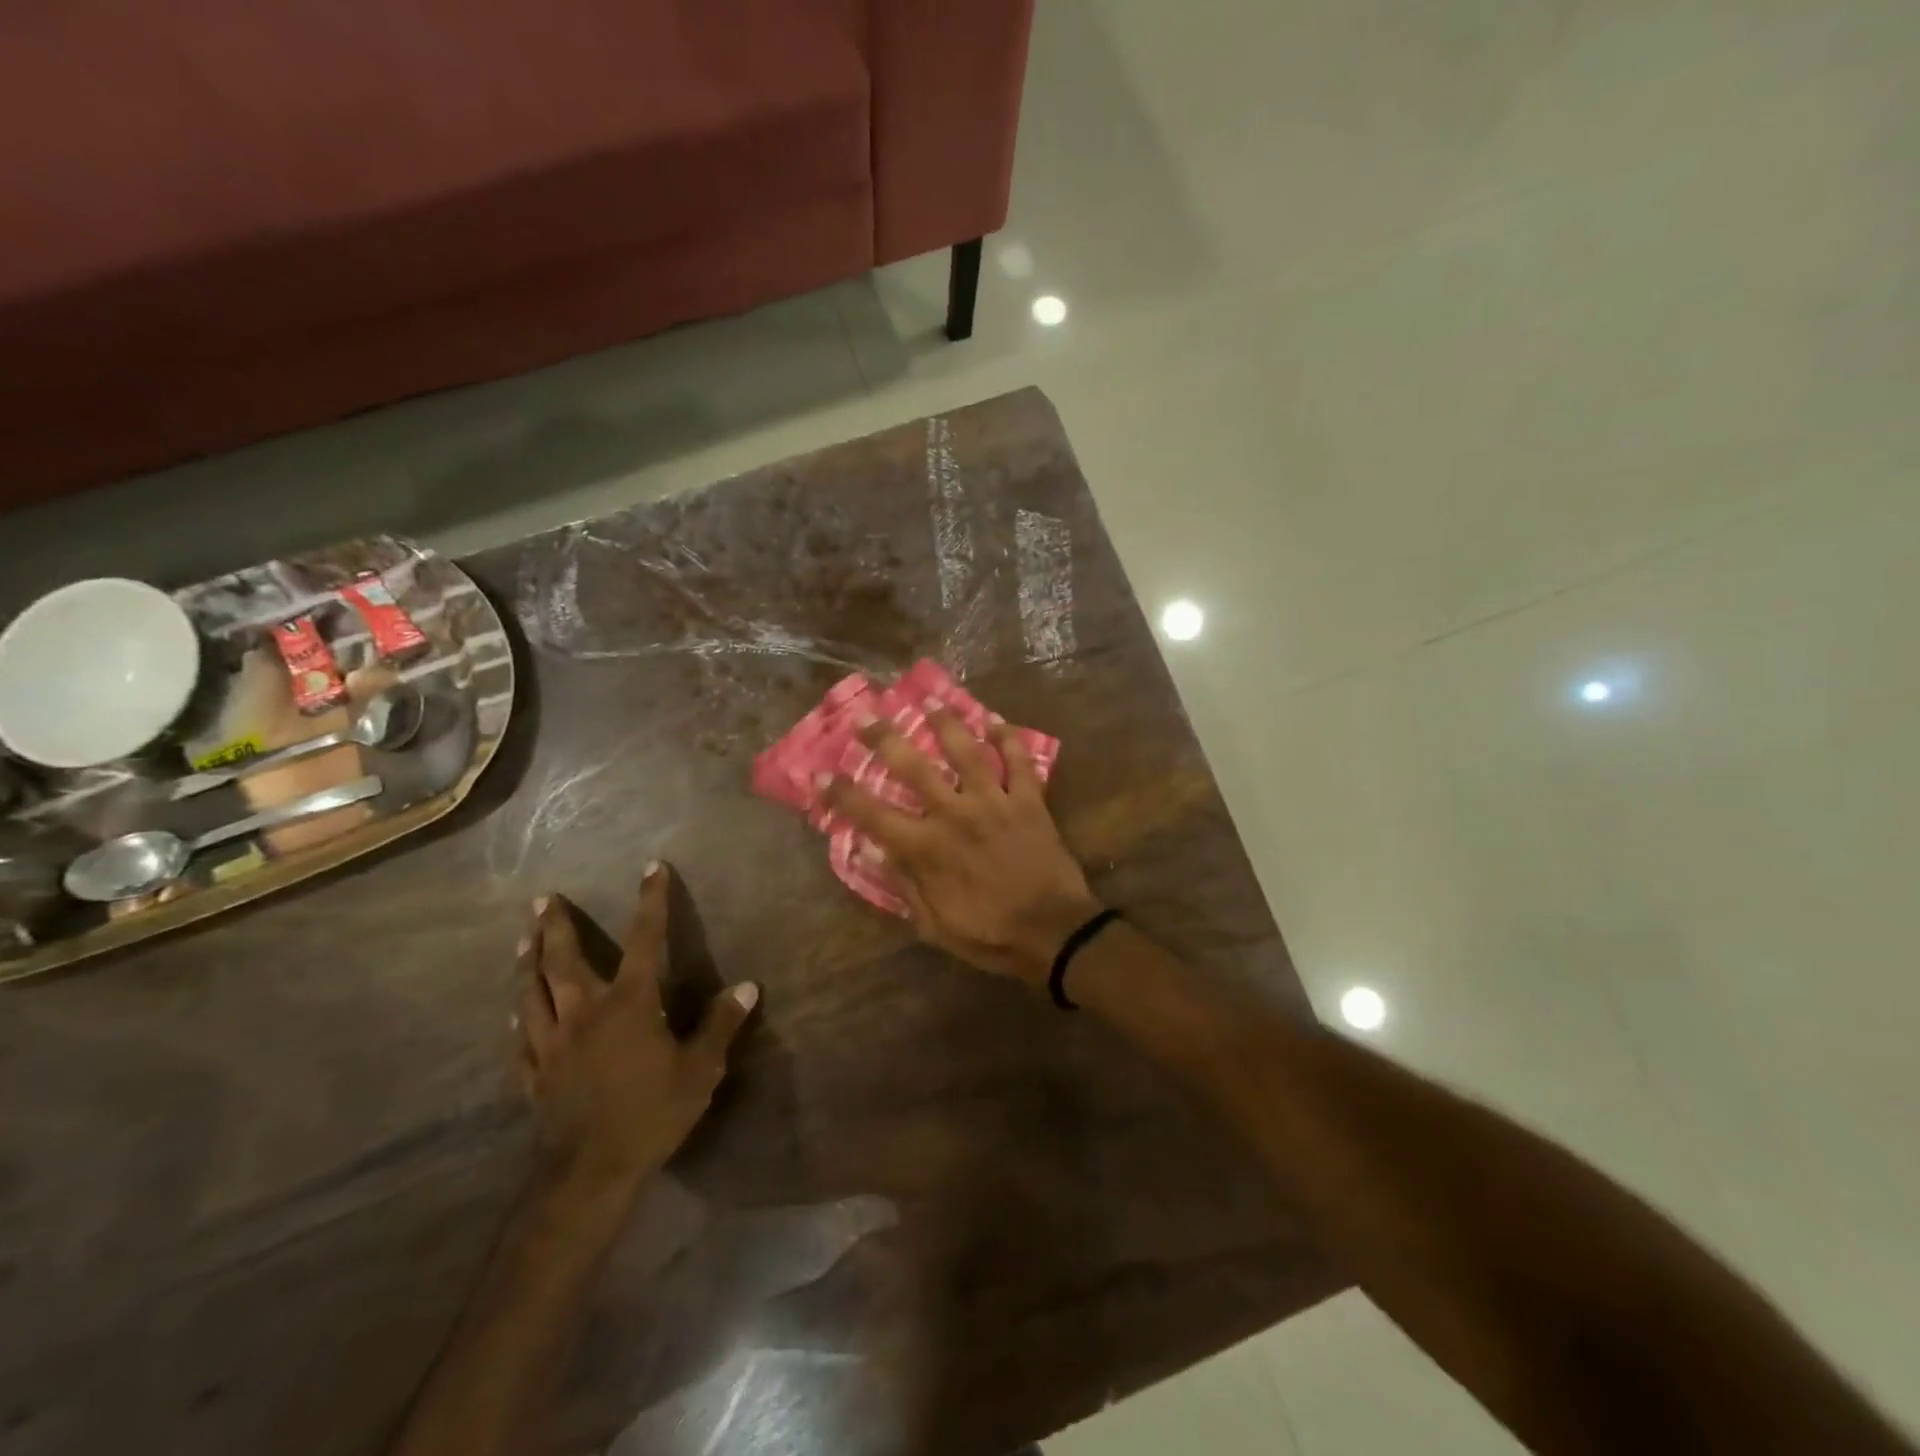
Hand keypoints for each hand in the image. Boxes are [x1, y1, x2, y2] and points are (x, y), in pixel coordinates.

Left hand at [514, 863, 756, 1191]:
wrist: (590, 1173)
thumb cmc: (651, 1113)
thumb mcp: (700, 1069)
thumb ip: (721, 1025)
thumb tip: (748, 987)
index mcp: (629, 1003)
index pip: (645, 940)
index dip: (650, 901)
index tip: (651, 868)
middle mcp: (584, 1012)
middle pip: (563, 960)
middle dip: (555, 926)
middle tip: (543, 899)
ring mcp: (552, 1044)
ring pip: (532, 993)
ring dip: (527, 963)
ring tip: (522, 940)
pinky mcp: (534, 1075)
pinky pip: (521, 1038)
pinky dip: (518, 1018)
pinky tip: (514, 1012)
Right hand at [822, 707, 1101, 985]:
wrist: (1053, 933)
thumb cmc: (990, 935)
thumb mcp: (934, 925)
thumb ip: (905, 885)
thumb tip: (875, 850)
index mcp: (926, 848)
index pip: (872, 814)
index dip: (842, 794)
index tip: (821, 773)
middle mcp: (954, 813)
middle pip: (913, 766)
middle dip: (885, 737)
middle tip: (866, 714)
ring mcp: (993, 801)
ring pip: (966, 750)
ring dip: (947, 722)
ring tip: (932, 700)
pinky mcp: (1028, 800)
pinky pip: (1017, 761)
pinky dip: (1007, 738)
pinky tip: (995, 720)